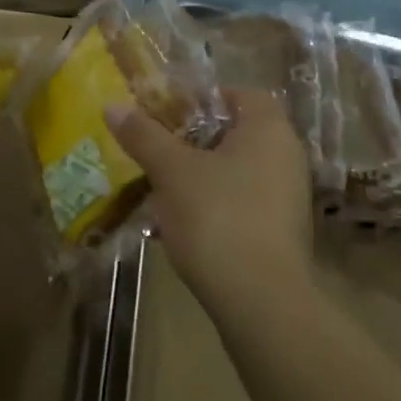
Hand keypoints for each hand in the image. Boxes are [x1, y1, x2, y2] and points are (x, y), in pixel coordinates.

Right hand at [106, 88, 312, 313]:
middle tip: (157, 148)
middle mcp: (287, 157)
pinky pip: (243, 204)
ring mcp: (288, 199)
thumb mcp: (172, 171)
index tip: (168, 112)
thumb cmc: (218, 218)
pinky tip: (180, 225)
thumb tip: (112, 105)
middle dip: (194, 140)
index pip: (239, 94)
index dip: (202, 98)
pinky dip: (215, 206)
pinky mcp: (281, 235)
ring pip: (236, 172)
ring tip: (160, 188)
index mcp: (269, 129)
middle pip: (235, 134)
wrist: (262, 305)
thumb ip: (144, 135)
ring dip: (200, 176)